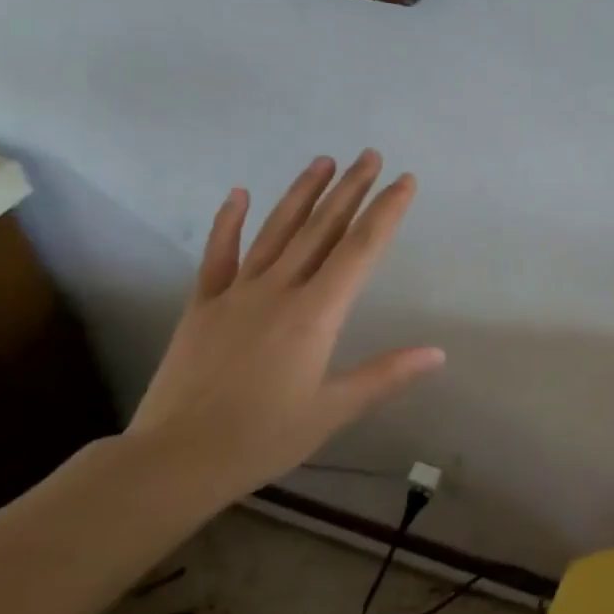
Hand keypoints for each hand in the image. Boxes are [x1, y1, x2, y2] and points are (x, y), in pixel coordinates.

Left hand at [126, 151, 443, 508]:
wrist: (175, 458)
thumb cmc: (262, 438)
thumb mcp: (333, 411)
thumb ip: (386, 375)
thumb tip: (438, 353)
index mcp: (314, 315)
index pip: (360, 250)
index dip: (385, 212)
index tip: (404, 181)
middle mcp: (278, 291)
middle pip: (321, 229)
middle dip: (350, 190)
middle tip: (369, 155)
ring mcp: (236, 293)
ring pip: (276, 231)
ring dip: (301, 193)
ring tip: (323, 161)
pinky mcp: (202, 305)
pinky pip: (218, 255)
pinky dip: (227, 222)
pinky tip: (238, 193)